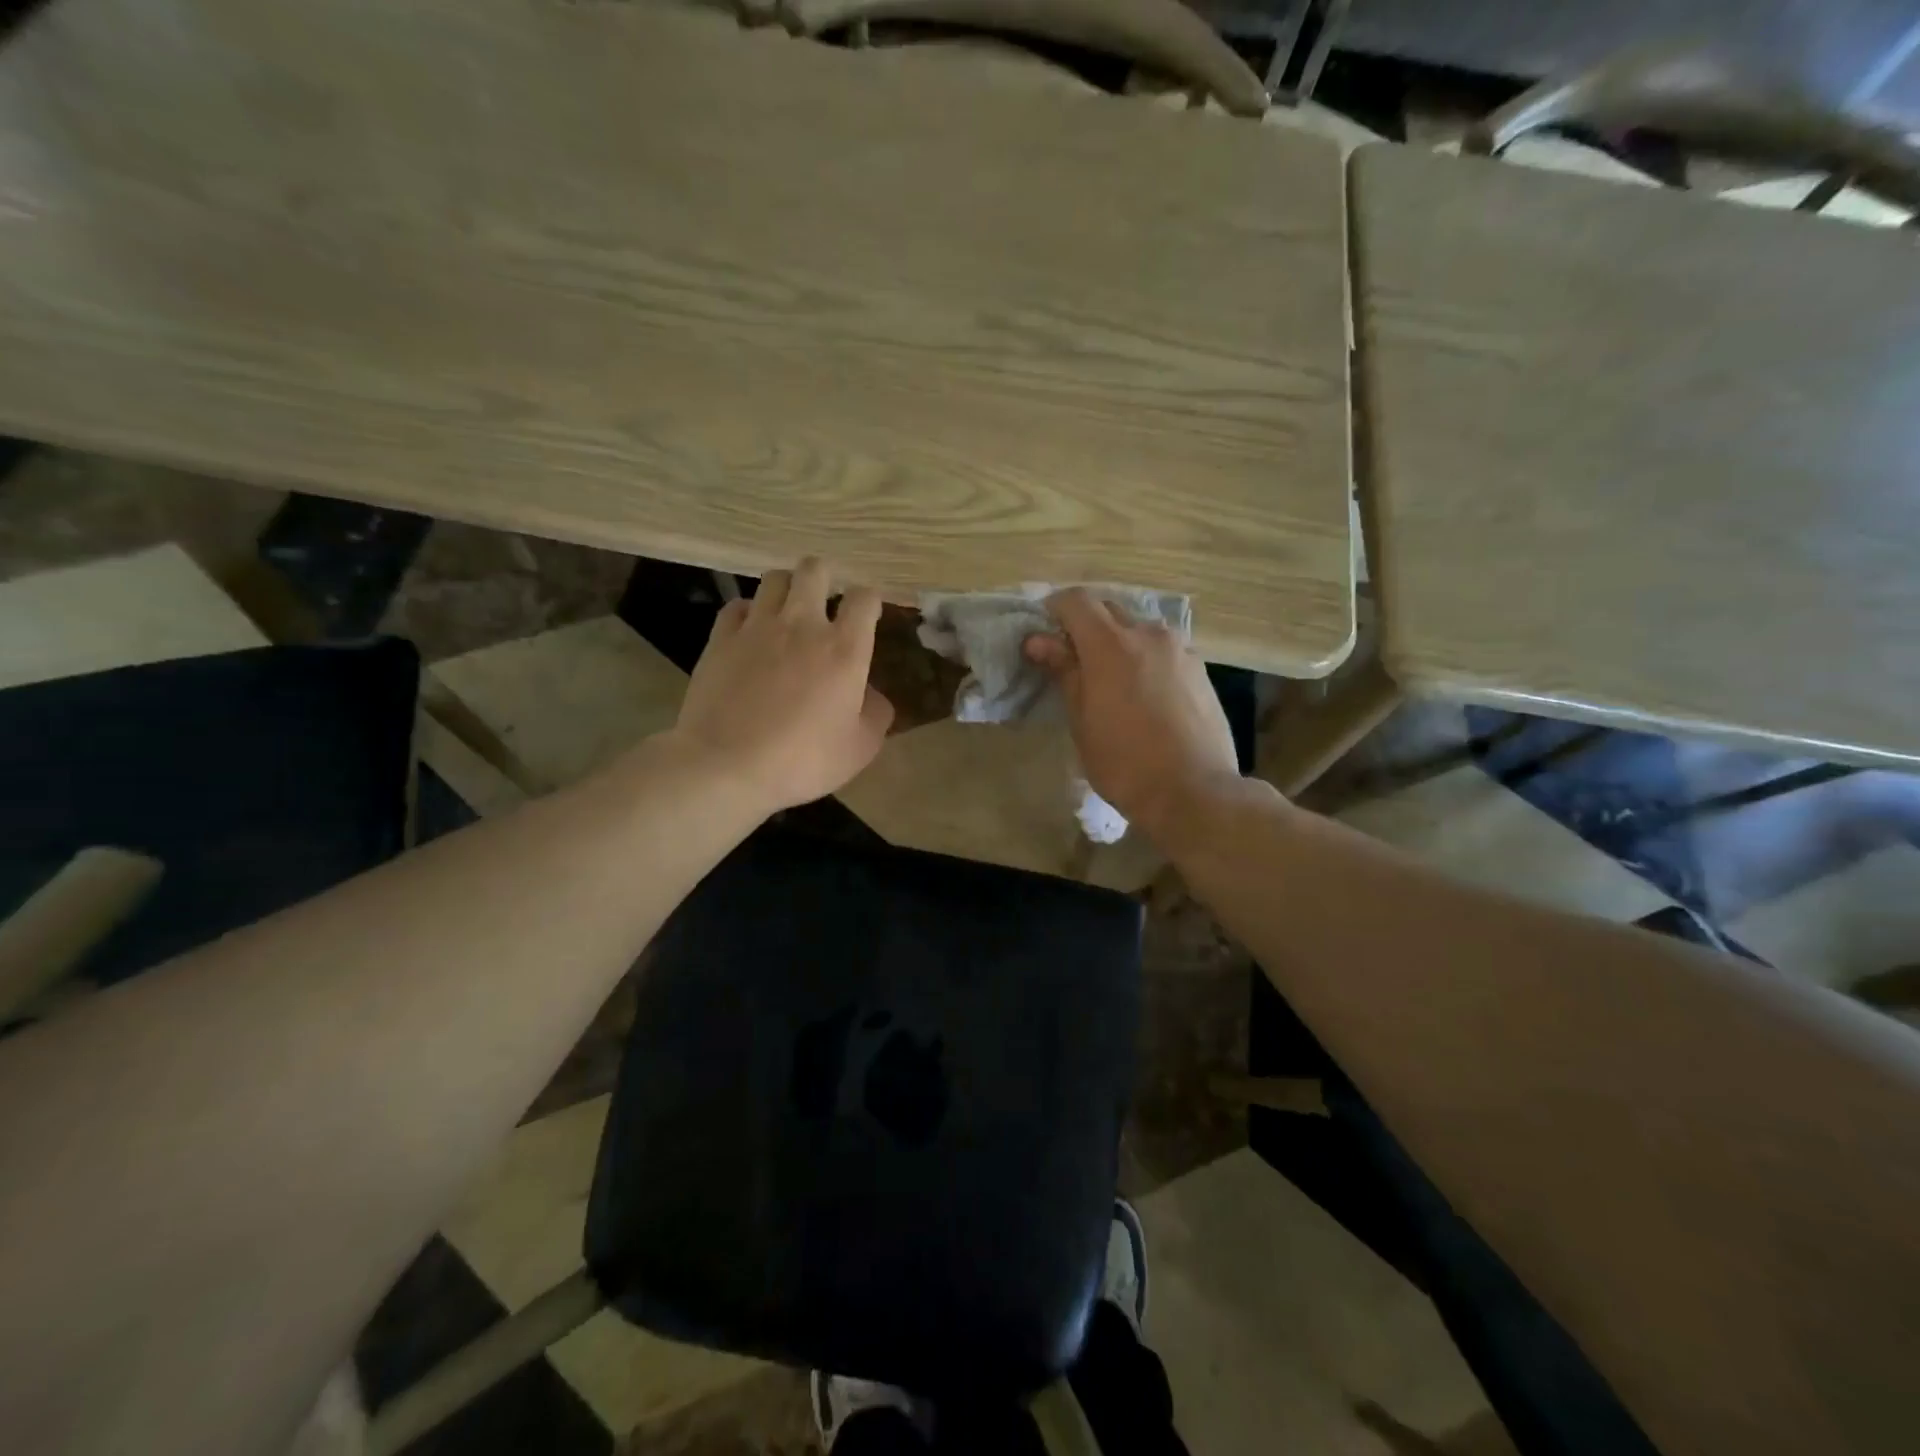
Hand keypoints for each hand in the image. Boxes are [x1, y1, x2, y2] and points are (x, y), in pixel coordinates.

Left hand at [670, 558, 894, 814]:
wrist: (727, 766)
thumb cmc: (803, 760)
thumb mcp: (860, 748)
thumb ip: (875, 714)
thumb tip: (871, 694)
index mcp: (845, 649)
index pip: (864, 598)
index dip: (869, 601)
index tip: (867, 614)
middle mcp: (803, 624)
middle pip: (815, 570)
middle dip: (825, 578)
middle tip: (825, 601)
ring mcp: (757, 627)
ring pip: (774, 579)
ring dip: (786, 589)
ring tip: (787, 611)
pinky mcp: (720, 638)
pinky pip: (737, 606)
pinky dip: (748, 612)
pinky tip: (750, 631)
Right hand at [1025, 590, 1239, 846]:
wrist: (1194, 791)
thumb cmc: (1124, 762)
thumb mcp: (1082, 720)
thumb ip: (1064, 671)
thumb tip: (1038, 640)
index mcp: (1111, 644)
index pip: (1076, 601)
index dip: (1054, 610)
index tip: (1044, 636)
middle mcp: (1148, 634)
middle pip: (1109, 609)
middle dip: (1086, 625)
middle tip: (1072, 661)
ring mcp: (1180, 649)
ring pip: (1139, 629)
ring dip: (1119, 641)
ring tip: (1111, 679)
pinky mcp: (1200, 669)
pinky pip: (1163, 649)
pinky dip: (1145, 658)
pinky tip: (1144, 693)